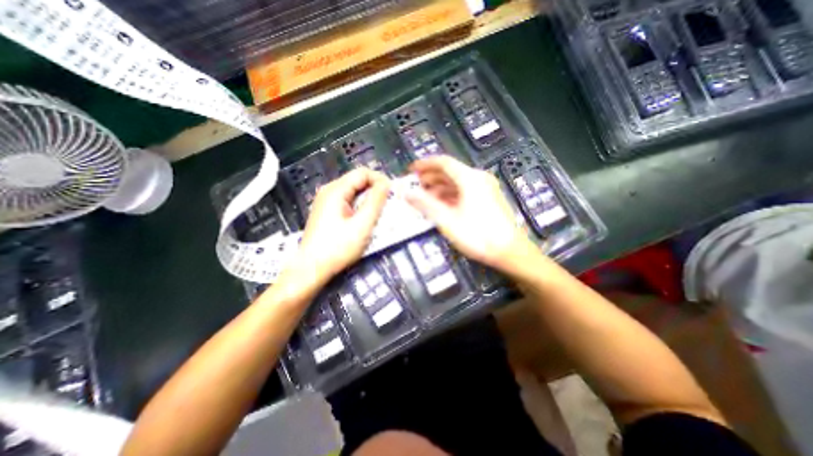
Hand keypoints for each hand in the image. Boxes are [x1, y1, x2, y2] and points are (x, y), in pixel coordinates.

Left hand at [288, 168, 391, 288]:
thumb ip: (376, 201)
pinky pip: (348, 203)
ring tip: (380, 215)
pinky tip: (366, 221)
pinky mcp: (327, 213)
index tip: (392, 194)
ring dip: (369, 201)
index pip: (363, 173)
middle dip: (376, 191)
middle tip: (388, 206)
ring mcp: (327, 202)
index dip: (380, 180)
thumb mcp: (362, 224)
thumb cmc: (338, 248)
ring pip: (354, 193)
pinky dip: (360, 208)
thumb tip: (386, 183)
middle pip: (358, 182)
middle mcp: (330, 191)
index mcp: (336, 190)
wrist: (311, 269)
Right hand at [404, 155, 533, 271]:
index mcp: (469, 178)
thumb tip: (407, 193)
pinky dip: (450, 194)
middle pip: (450, 171)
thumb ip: (425, 204)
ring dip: (439, 187)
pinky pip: (465, 190)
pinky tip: (441, 204)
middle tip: (415, 186)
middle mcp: (479, 178)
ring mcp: (485, 188)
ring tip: (425, 197)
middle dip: (430, 177)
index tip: (411, 170)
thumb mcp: (447, 220)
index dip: (424, 164)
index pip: (443, 162)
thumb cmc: (477, 235)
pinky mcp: (488, 198)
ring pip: (457, 182)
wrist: (510, 251)